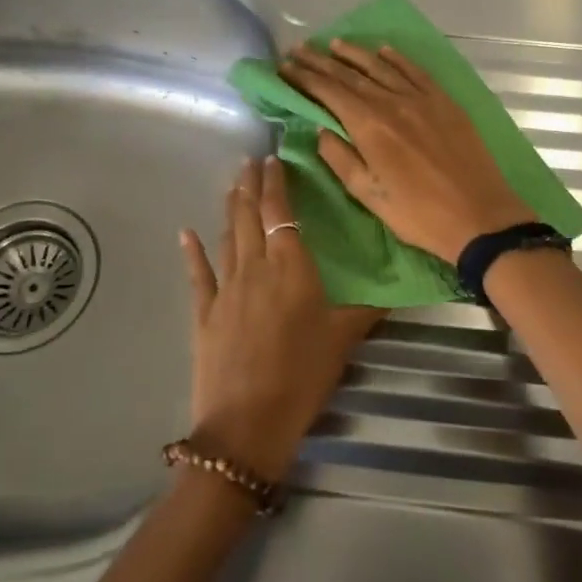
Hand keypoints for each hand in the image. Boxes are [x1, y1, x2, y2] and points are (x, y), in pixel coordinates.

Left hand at [181, 156, 383, 481]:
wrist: (247, 422)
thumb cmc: (303, 376)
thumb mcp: (343, 340)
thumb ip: (366, 311)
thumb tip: (396, 294)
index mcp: (291, 267)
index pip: (280, 212)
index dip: (276, 184)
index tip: (273, 159)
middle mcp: (255, 267)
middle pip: (249, 215)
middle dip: (249, 185)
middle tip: (248, 160)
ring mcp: (225, 288)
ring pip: (227, 237)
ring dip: (229, 209)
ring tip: (232, 186)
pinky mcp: (204, 313)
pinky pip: (198, 274)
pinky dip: (192, 251)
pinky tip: (185, 233)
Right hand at [281, 40, 535, 263]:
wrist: (480, 216)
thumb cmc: (418, 214)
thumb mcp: (369, 195)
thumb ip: (340, 158)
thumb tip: (321, 130)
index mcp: (370, 126)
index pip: (329, 92)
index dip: (304, 77)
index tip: (284, 66)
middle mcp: (392, 102)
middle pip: (350, 75)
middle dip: (322, 61)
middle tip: (299, 49)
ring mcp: (422, 98)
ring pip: (382, 67)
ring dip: (355, 53)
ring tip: (334, 43)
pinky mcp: (445, 102)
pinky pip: (415, 71)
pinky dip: (397, 58)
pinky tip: (383, 50)